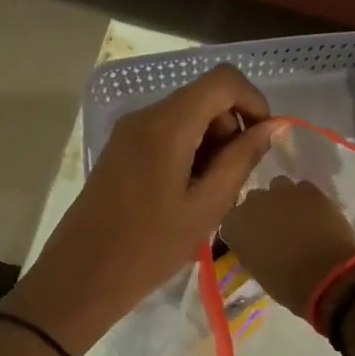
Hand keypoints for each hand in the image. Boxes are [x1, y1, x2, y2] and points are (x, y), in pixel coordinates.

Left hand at [2, 66, 284, 355]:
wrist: (81, 276)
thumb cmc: (149, 247)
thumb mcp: (207, 206)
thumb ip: (241, 159)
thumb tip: (273, 126)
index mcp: (167, 124)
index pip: (223, 79)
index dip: (254, 101)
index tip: (264, 142)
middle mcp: (145, 115)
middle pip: (204, 97)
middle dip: (230, 129)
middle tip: (233, 181)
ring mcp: (128, 131)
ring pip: (186, 116)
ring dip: (210, 144)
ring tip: (209, 195)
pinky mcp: (120, 149)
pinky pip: (166, 133)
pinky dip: (188, 151)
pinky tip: (185, 194)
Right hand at [220, 177, 354, 320]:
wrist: (326, 275)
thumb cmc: (287, 283)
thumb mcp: (257, 271)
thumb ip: (251, 250)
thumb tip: (256, 246)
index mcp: (235, 225)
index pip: (231, 221)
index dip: (242, 230)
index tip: (251, 242)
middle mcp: (253, 202)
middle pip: (253, 200)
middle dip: (261, 211)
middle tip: (274, 229)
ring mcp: (282, 192)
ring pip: (278, 187)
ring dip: (283, 200)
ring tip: (295, 217)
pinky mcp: (309, 190)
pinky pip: (303, 189)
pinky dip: (306, 200)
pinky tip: (314, 214)